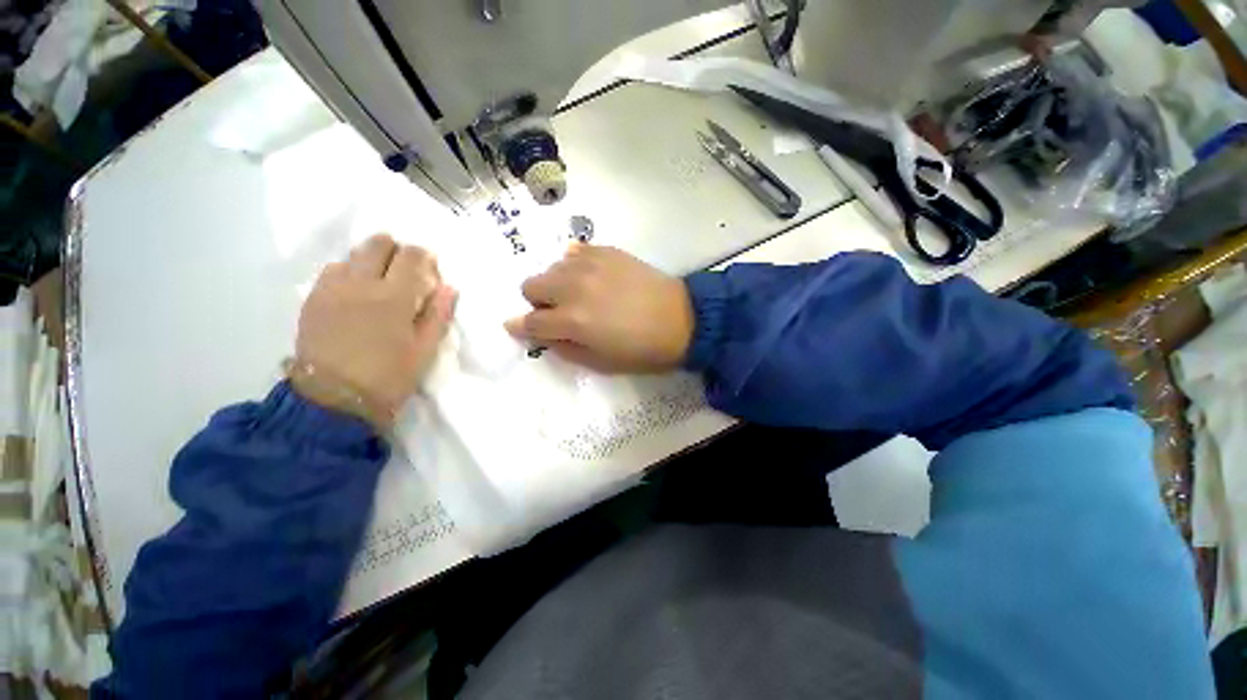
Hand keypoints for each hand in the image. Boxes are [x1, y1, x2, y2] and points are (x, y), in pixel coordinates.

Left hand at [292, 235, 455, 428]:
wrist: (333, 400)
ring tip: (380, 280)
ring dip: (371, 259)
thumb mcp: (425, 349)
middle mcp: (361, 284)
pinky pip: (332, 270)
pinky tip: (355, 290)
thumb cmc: (389, 376)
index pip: (411, 256)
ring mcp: (332, 289)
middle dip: (396, 249)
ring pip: (353, 254)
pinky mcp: (313, 299)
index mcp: (394, 297)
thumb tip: (448, 287)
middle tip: (405, 269)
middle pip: (378, 244)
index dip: (424, 256)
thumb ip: (438, 314)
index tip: (430, 268)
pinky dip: (349, 271)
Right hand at [504, 245, 693, 373]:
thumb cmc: (642, 350)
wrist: (682, 320)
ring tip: (581, 295)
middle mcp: (574, 287)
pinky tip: (593, 277)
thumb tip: (542, 334)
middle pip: (531, 285)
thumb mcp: (600, 363)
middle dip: (538, 302)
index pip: (530, 321)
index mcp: (572, 321)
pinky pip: (574, 252)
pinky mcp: (607, 250)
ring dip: (557, 283)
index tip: (520, 328)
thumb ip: (564, 349)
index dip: (520, 327)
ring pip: (551, 267)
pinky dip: (575, 266)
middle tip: (559, 312)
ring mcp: (590, 264)